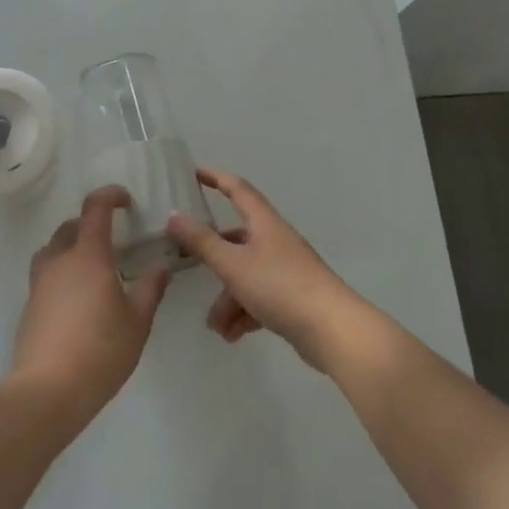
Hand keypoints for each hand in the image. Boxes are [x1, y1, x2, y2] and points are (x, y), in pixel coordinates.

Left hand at [11, 186, 170, 420]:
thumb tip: (161, 265)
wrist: (48, 389)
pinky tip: (77, 300)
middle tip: (112, 241)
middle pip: (70, 227)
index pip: (95, 208)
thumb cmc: (101, 350)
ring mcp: (40, 281)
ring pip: (53, 249)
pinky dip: (62, 273)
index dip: (110, 196)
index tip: (126, 200)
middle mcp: (60, 260)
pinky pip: (46, 274)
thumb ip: (150, 289)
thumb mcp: (137, 322)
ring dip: (71, 247)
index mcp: (88, 255)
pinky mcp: (30, 304)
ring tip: (92, 269)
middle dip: (90, 224)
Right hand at [167, 167, 365, 370]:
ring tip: (216, 327)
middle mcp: (276, 241)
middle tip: (189, 265)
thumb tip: (174, 215)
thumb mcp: (233, 264)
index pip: (238, 189)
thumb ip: (201, 241)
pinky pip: (260, 298)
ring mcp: (287, 270)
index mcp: (264, 223)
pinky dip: (244, 313)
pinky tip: (233, 335)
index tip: (195, 173)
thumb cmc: (280, 287)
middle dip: (214, 257)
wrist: (334, 331)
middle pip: (237, 239)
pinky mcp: (294, 298)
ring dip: (227, 299)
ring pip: (246, 275)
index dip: (216, 178)